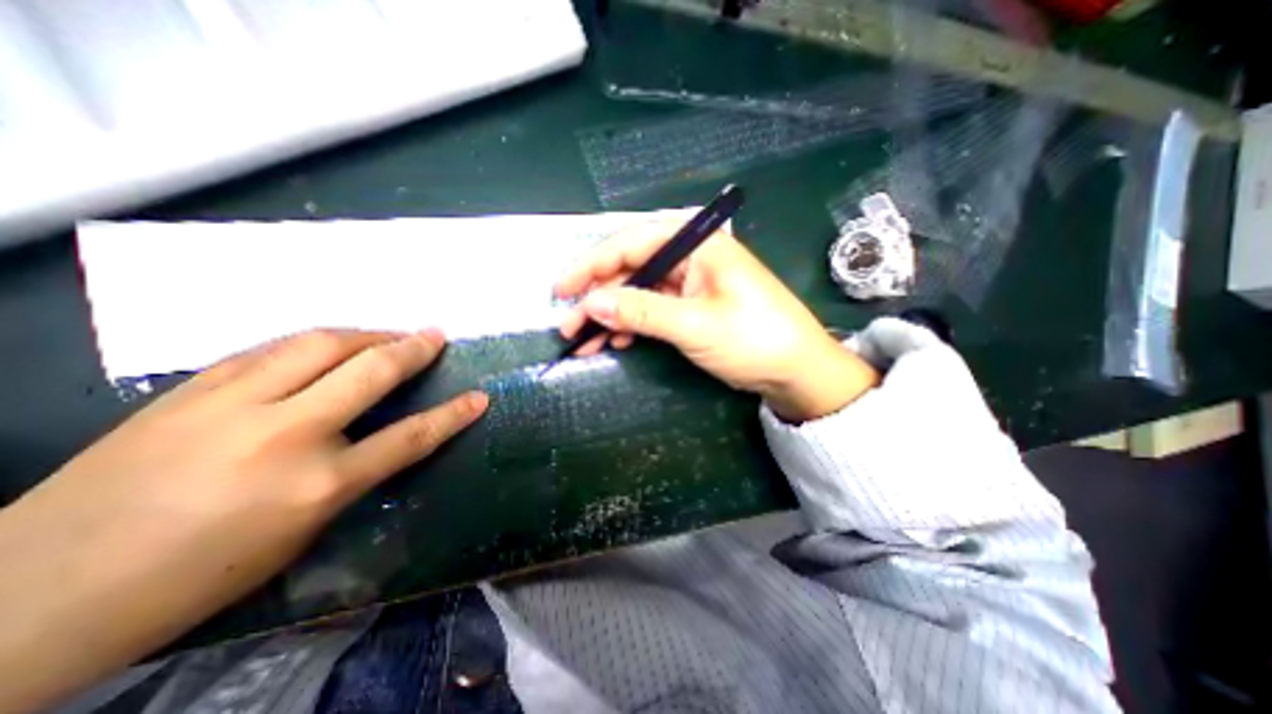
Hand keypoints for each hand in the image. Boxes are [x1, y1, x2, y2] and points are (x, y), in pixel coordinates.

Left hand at [1, 329, 487, 713]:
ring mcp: (232, 406)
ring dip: (366, 334)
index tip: (479, 397)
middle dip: (412, 349)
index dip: (451, 415)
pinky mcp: (190, 390)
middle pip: (369, 372)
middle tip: (435, 335)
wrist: (27, 597)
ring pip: (319, 345)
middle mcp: (285, 434)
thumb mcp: (300, 533)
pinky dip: (313, 342)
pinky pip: (271, 350)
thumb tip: (376, 436)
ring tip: (389, 333)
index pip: (410, 437)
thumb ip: (349, 475)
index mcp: (317, 485)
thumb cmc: (194, 578)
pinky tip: (327, 344)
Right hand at [559, 221, 879, 421]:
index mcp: (696, 244)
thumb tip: (591, 304)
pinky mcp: (691, 305)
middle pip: (630, 268)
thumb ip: (641, 311)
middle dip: (597, 297)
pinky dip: (632, 324)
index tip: (561, 290)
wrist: (795, 371)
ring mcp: (690, 282)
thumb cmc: (753, 340)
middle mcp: (690, 256)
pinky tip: (617, 340)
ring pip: (638, 292)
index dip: (591, 265)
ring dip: (611, 316)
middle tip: (569, 325)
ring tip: (585, 341)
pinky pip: (652, 308)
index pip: (631, 243)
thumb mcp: (694, 326)